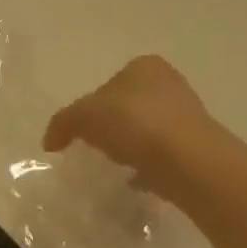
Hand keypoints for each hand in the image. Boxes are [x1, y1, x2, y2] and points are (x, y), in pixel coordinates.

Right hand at [43, 55, 217, 196]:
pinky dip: (148, 166)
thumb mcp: (84, 117)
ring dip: (132, 146)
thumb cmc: (134, 123)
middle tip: (95, 148)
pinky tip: (135, 180)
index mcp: (144, 67)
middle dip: (113, 126)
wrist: (187, 161)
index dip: (91, 106)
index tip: (82, 130)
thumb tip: (50, 142)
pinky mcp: (196, 147)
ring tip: (116, 165)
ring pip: (148, 130)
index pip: (110, 83)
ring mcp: (187, 116)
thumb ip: (63, 123)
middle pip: (129, 106)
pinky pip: (162, 156)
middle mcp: (170, 84)